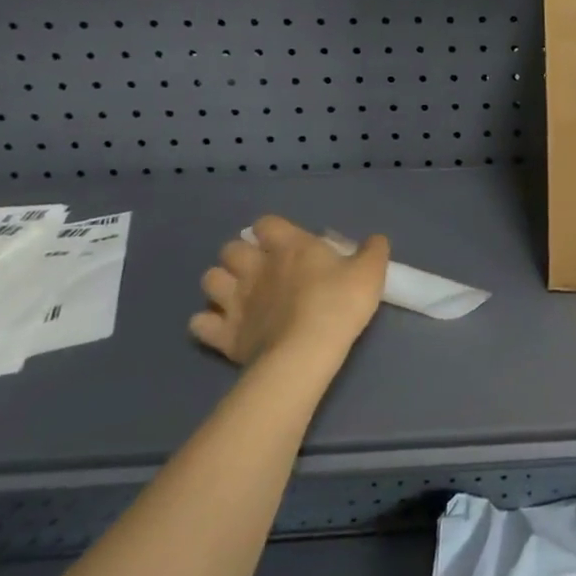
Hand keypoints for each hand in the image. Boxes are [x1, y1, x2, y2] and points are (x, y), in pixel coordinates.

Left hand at [189, 216, 389, 368]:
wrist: (306, 352)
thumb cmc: (339, 303)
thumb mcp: (370, 271)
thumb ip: (373, 251)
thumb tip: (375, 240)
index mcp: (290, 246)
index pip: (267, 223)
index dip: (273, 230)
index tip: (285, 242)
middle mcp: (256, 268)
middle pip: (230, 249)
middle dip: (240, 255)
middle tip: (261, 268)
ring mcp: (235, 301)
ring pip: (209, 280)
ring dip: (221, 284)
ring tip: (238, 295)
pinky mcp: (224, 335)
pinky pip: (199, 323)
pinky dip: (207, 322)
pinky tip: (223, 327)